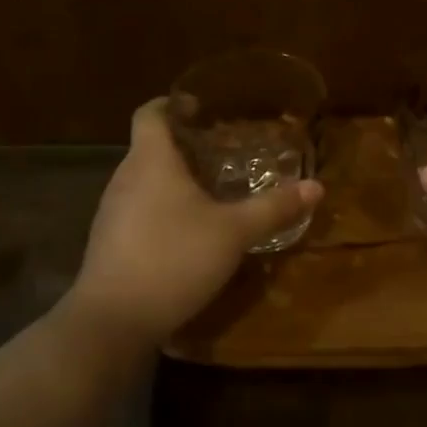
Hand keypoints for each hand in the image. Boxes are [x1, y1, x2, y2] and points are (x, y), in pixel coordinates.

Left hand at [67, 98, 322, 345]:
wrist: (112, 323)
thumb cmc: (173, 259)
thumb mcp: (233, 233)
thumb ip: (273, 208)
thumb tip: (317, 187)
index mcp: (150, 161)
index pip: (151, 113)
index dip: (172, 103)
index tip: (200, 107)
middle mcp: (125, 178)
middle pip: (150, 147)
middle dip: (184, 145)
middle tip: (222, 151)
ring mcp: (111, 213)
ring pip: (144, 181)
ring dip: (173, 180)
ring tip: (210, 191)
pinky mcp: (109, 244)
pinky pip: (138, 211)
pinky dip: (162, 209)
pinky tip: (188, 233)